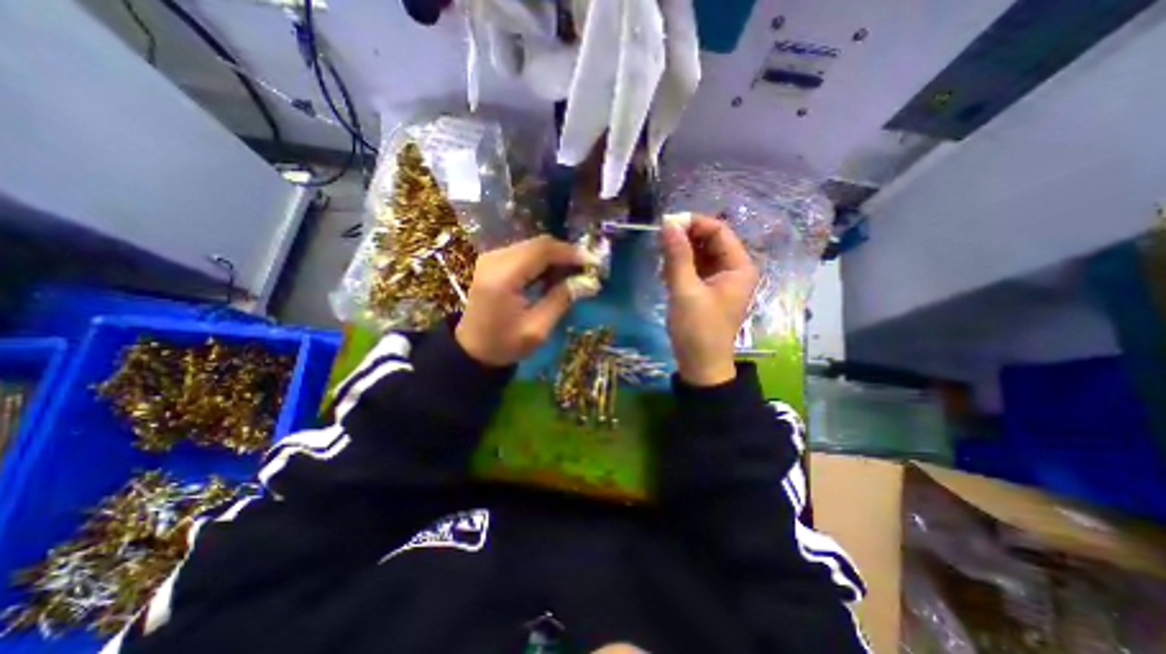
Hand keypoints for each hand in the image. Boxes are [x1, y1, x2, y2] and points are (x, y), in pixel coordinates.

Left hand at [457, 234, 601, 367]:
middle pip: (537, 244)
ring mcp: (490, 259)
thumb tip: (588, 282)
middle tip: (585, 270)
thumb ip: (561, 300)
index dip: (570, 252)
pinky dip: (541, 261)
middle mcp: (493, 260)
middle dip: (565, 254)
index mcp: (503, 277)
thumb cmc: (504, 344)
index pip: (542, 250)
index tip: (592, 263)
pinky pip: (522, 253)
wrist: (471, 350)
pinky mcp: (491, 263)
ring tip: (572, 275)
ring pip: (531, 246)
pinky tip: (552, 276)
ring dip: (554, 257)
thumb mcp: (537, 329)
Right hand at [659, 215, 762, 387]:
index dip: (693, 223)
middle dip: (685, 239)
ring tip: (662, 264)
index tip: (666, 224)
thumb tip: (668, 223)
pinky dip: (681, 267)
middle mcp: (734, 269)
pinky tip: (667, 274)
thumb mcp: (685, 291)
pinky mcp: (709, 289)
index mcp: (739, 266)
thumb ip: (677, 256)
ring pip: (700, 254)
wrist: (700, 365)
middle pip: (709, 241)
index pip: (718, 230)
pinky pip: (695, 268)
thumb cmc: (697, 329)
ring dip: (680, 254)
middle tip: (660, 244)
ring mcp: (721, 279)